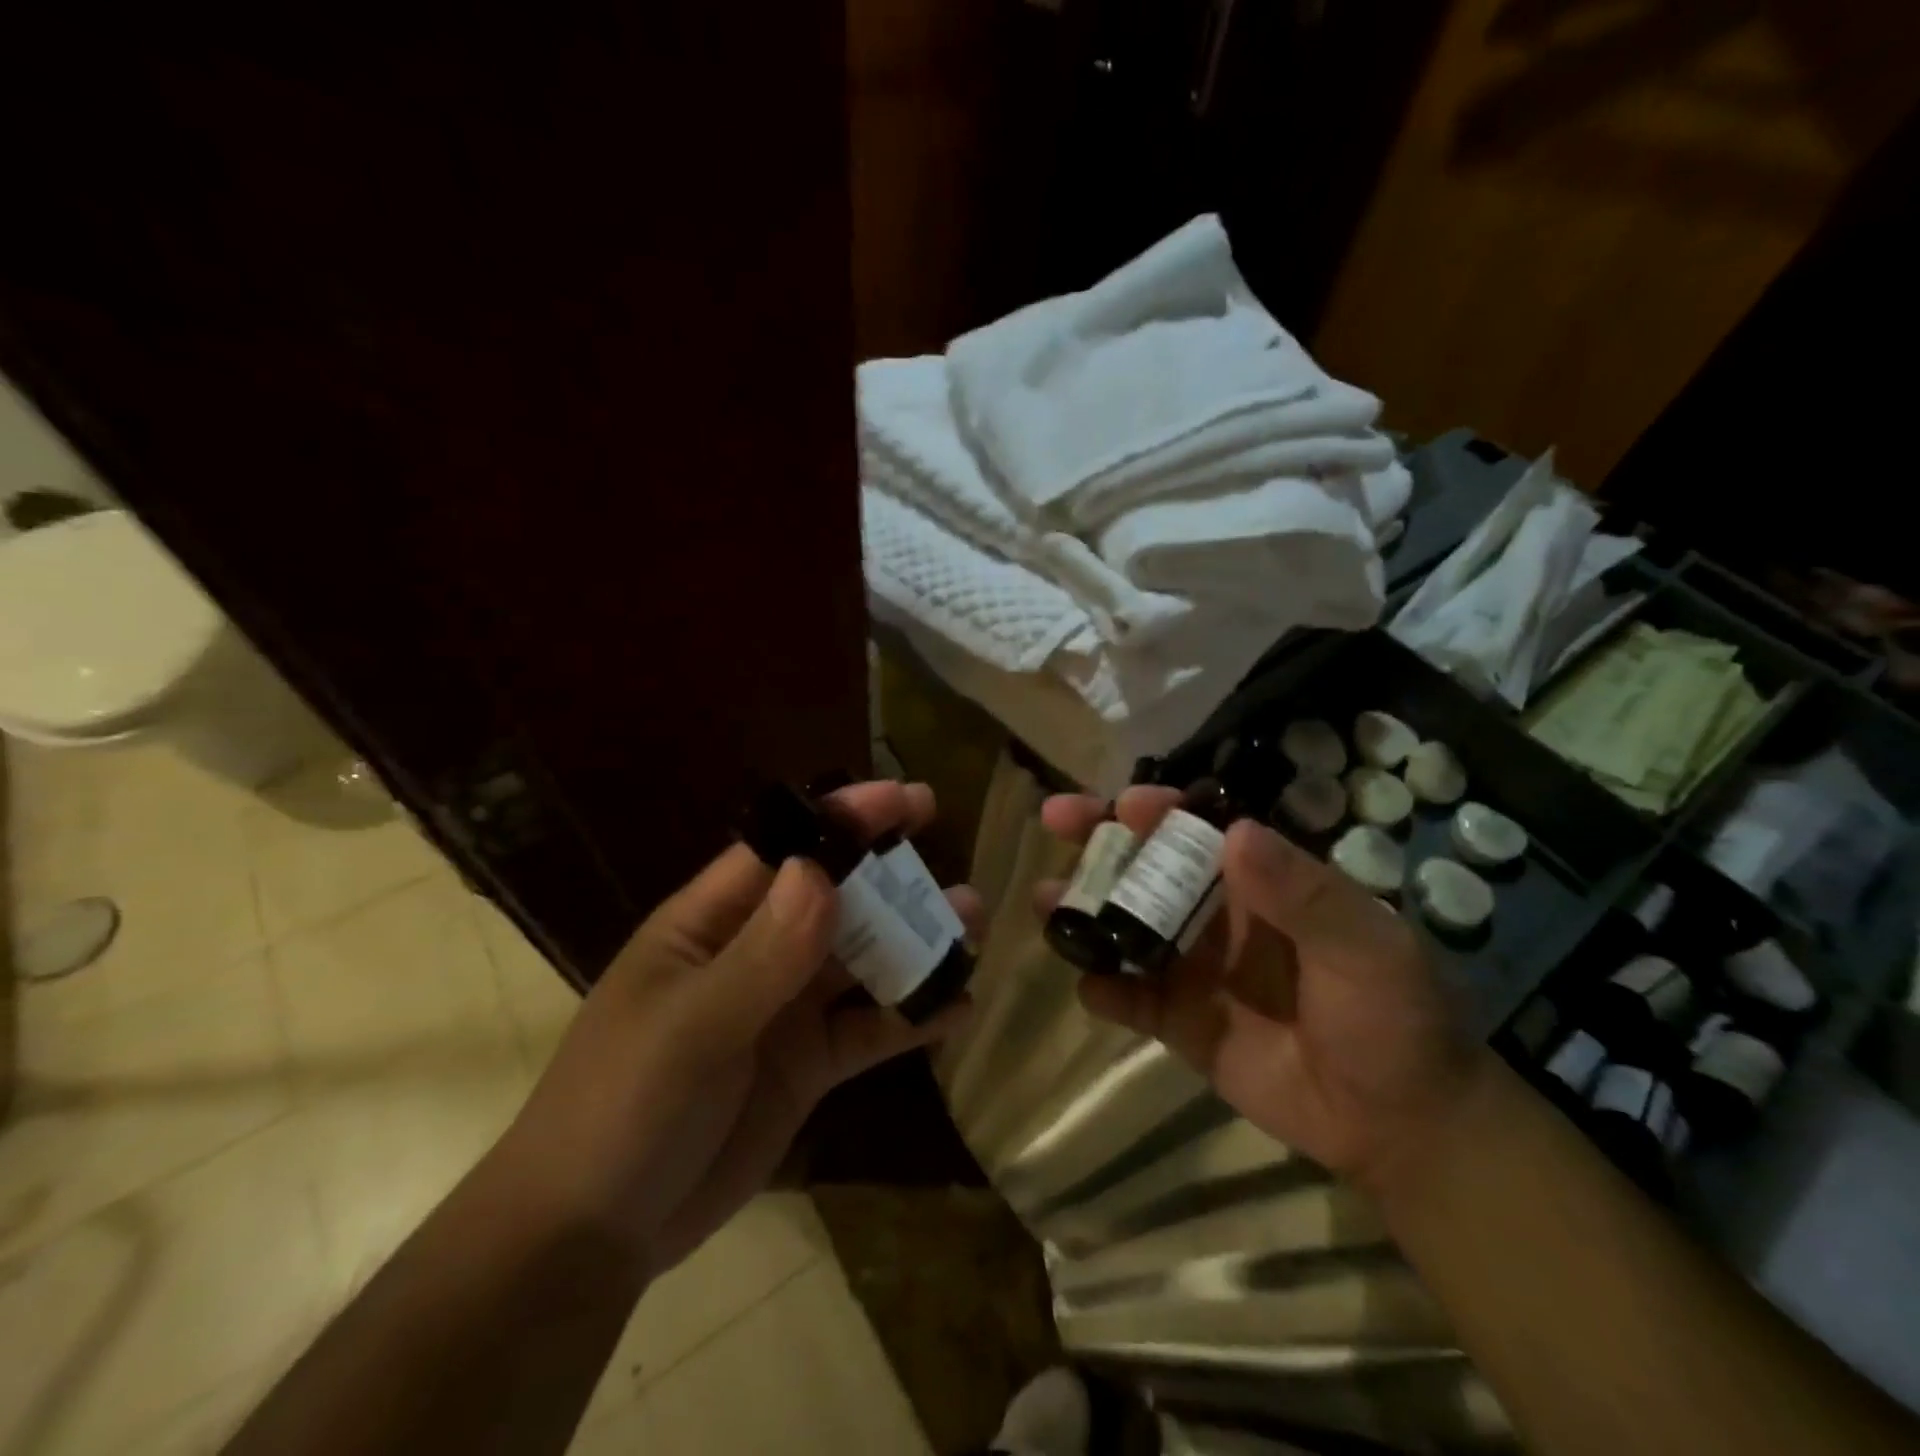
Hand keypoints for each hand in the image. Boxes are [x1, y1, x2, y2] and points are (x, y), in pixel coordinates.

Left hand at [498, 780, 979, 1276]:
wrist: (594, 1238)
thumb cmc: (621, 1110)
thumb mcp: (689, 1029)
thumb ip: (760, 955)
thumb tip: (820, 870)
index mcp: (710, 925)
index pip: (782, 851)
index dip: (842, 819)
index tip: (906, 799)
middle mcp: (755, 955)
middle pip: (836, 902)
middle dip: (894, 880)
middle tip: (956, 865)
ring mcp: (785, 1011)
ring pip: (862, 961)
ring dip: (916, 944)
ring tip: (973, 926)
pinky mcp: (809, 1065)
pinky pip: (870, 1030)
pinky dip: (912, 1017)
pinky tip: (958, 1009)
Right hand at [1040, 787, 1488, 1194]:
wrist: (1401, 1123)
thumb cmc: (1394, 1018)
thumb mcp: (1365, 947)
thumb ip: (1302, 893)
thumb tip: (1236, 831)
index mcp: (1259, 882)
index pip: (1198, 830)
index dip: (1158, 810)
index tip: (1121, 804)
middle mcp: (1216, 914)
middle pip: (1147, 866)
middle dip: (1100, 841)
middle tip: (1055, 821)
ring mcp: (1193, 968)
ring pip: (1125, 926)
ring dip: (1085, 911)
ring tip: (1046, 904)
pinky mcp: (1180, 1021)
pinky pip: (1131, 998)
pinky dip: (1105, 990)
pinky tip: (1088, 986)